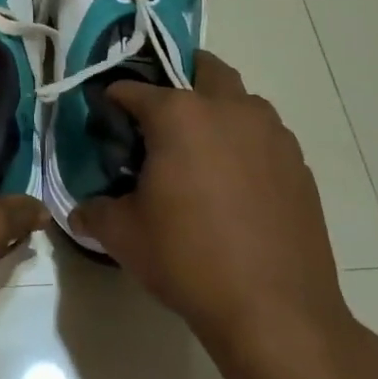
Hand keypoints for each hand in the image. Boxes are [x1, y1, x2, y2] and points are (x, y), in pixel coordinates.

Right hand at [71, 52, 372, 378]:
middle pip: (203, 68)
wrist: (274, 310)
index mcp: (179, 115)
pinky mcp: (299, 165)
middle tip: (159, 118)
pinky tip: (235, 185)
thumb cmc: (188, 259)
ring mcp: (272, 134)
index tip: (106, 119)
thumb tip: (78, 211)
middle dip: (178, 79)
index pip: (133, 89)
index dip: (113, 100)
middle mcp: (229, 109)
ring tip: (199, 152)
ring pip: (241, 101)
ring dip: (217, 110)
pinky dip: (245, 144)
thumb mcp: (123, 236)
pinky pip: (265, 137)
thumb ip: (94, 212)